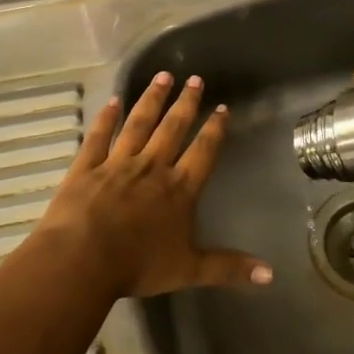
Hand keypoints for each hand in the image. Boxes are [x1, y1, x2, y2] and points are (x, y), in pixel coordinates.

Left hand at [36, 72, 272, 299]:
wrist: (82, 259)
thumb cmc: (138, 265)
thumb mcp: (189, 270)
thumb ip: (229, 268)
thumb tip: (271, 276)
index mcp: (178, 189)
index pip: (203, 152)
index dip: (214, 130)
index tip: (222, 108)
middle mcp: (151, 168)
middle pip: (172, 129)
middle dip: (185, 103)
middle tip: (194, 79)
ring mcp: (117, 164)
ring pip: (138, 124)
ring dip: (151, 100)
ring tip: (162, 76)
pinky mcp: (86, 167)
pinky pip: (98, 137)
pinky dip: (105, 119)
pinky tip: (112, 102)